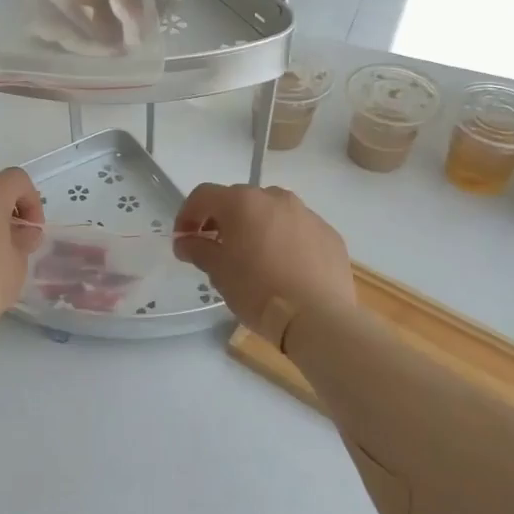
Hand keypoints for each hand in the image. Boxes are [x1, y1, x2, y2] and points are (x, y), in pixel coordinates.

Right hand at [173, 184, 355, 334]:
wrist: (317, 318)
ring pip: (272, 212)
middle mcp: (275, 198)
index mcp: (242, 202)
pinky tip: (284, 269)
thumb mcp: (218, 271)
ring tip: (253, 258)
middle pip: (239, 200)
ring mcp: (307, 214)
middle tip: (216, 248)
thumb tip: (185, 241)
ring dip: (256, 227)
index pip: (203, 196)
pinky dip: (285, 241)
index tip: (184, 240)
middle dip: (223, 220)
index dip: (187, 215)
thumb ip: (197, 249)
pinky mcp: (329, 234)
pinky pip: (298, 230)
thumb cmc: (257, 290)